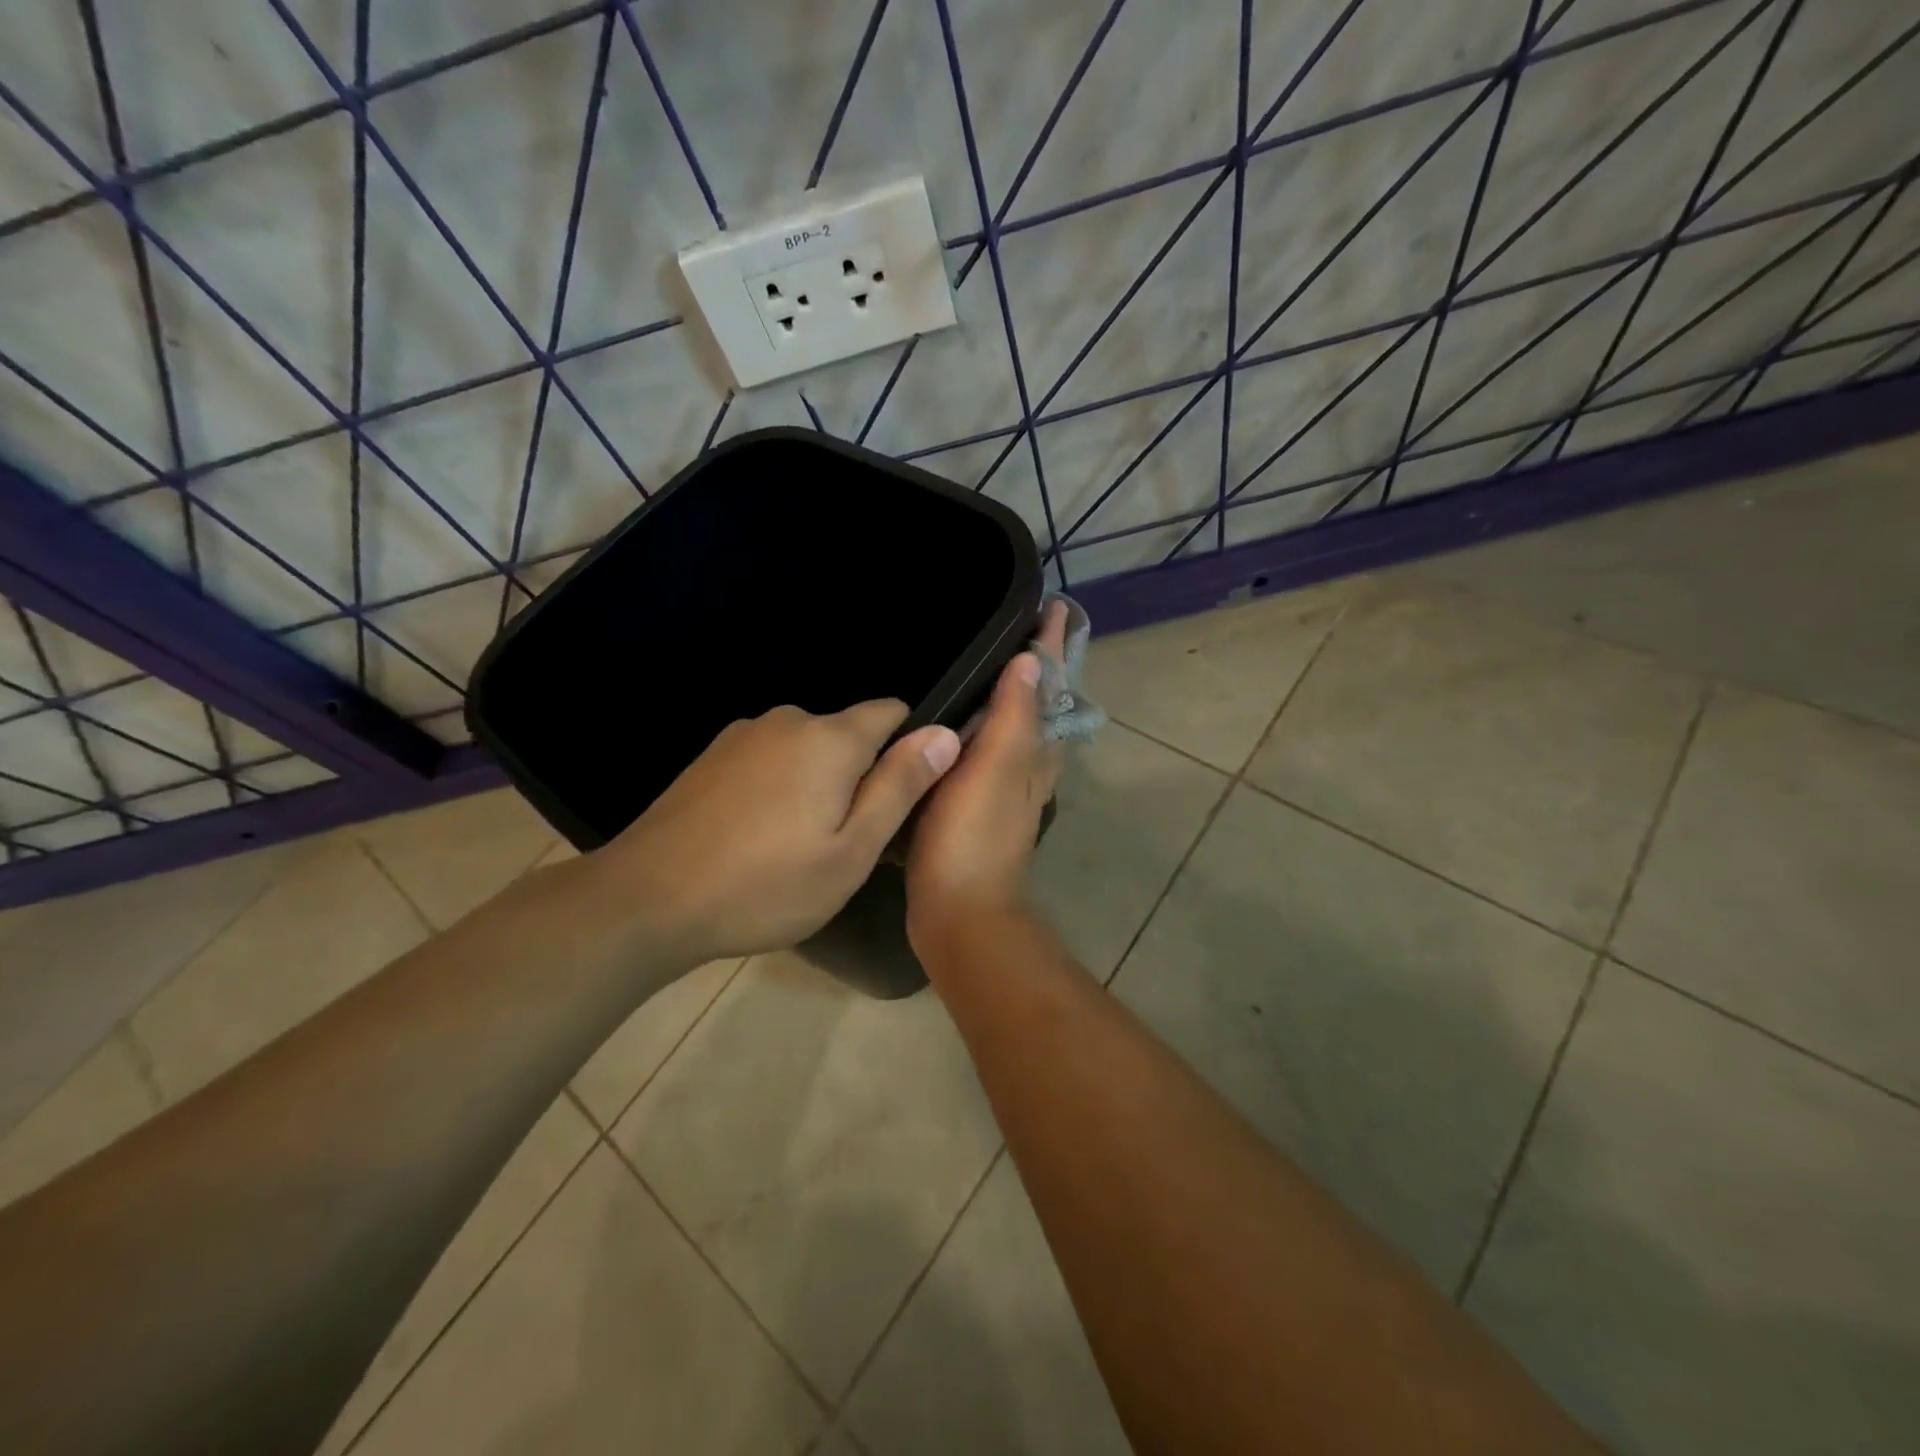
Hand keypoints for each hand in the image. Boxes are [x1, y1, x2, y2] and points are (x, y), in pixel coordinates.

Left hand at [592, 700, 961, 962]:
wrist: (646, 900)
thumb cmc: (764, 885)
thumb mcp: (850, 851)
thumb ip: (900, 787)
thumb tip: (945, 733)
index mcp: (830, 738)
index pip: (893, 711)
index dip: (911, 747)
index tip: (905, 796)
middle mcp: (788, 720)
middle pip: (849, 734)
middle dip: (861, 774)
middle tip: (851, 840)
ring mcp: (743, 735)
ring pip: (807, 749)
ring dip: (818, 783)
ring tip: (802, 845)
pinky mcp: (712, 757)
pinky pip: (770, 760)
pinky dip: (780, 787)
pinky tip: (760, 836)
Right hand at [906, 602, 1067, 954]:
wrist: (959, 912)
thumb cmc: (973, 837)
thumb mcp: (994, 771)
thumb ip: (1013, 718)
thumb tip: (1032, 660)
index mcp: (1035, 752)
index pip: (1051, 685)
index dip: (1051, 645)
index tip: (1050, 604)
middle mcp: (1029, 765)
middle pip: (1041, 704)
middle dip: (1037, 664)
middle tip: (1019, 624)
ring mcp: (1005, 787)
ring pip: (1017, 727)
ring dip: (1013, 693)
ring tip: (990, 663)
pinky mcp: (978, 805)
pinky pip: (989, 750)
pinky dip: (985, 726)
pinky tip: (958, 724)